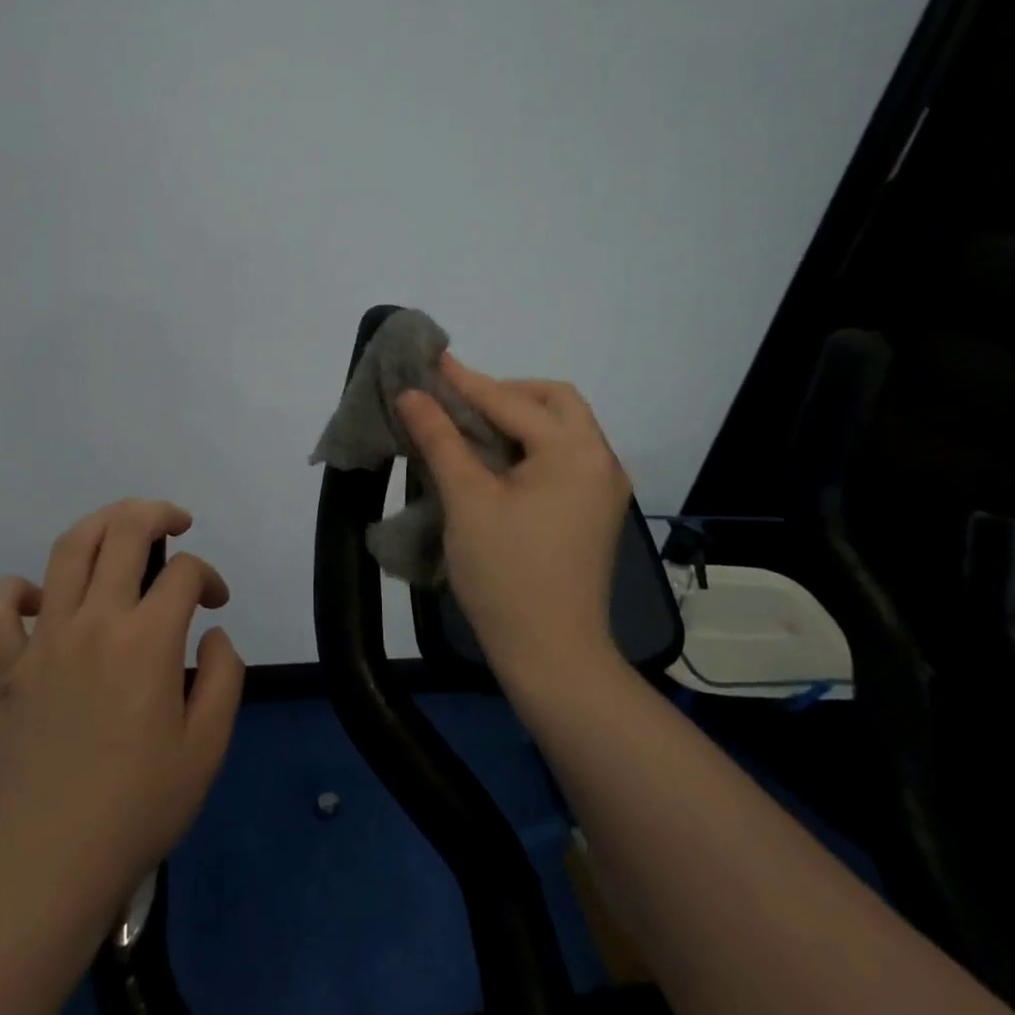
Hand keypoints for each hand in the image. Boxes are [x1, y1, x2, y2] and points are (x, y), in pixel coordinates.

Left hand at [0, 499, 244, 923]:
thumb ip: (225, 674)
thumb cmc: (141, 805)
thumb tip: (211, 632)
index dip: (209, 576)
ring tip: (122, 530)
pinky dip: (16, 590)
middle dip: (156, 514)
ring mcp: (43, 640)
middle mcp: (94, 622)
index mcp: (147, 640)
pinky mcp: (6, 668)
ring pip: (67, 550)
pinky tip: (43, 599)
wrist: (53, 863)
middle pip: (123, 532)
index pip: (184, 572)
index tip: (217, 603)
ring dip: (100, 525)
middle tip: (176, 523)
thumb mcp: (209, 745)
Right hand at [397, 355, 632, 692]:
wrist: (552, 654)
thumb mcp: (466, 500)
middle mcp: (600, 460)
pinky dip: (528, 447)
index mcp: (575, 452)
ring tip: (470, 429)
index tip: (431, 360)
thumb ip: (440, 439)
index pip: (512, 402)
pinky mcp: (593, 512)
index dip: (466, 381)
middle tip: (459, 404)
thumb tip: (412, 394)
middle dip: (505, 394)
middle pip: (554, 402)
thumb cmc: (506, 573)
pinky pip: (562, 458)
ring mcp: (602, 488)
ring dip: (517, 419)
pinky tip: (495, 461)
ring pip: (561, 429)